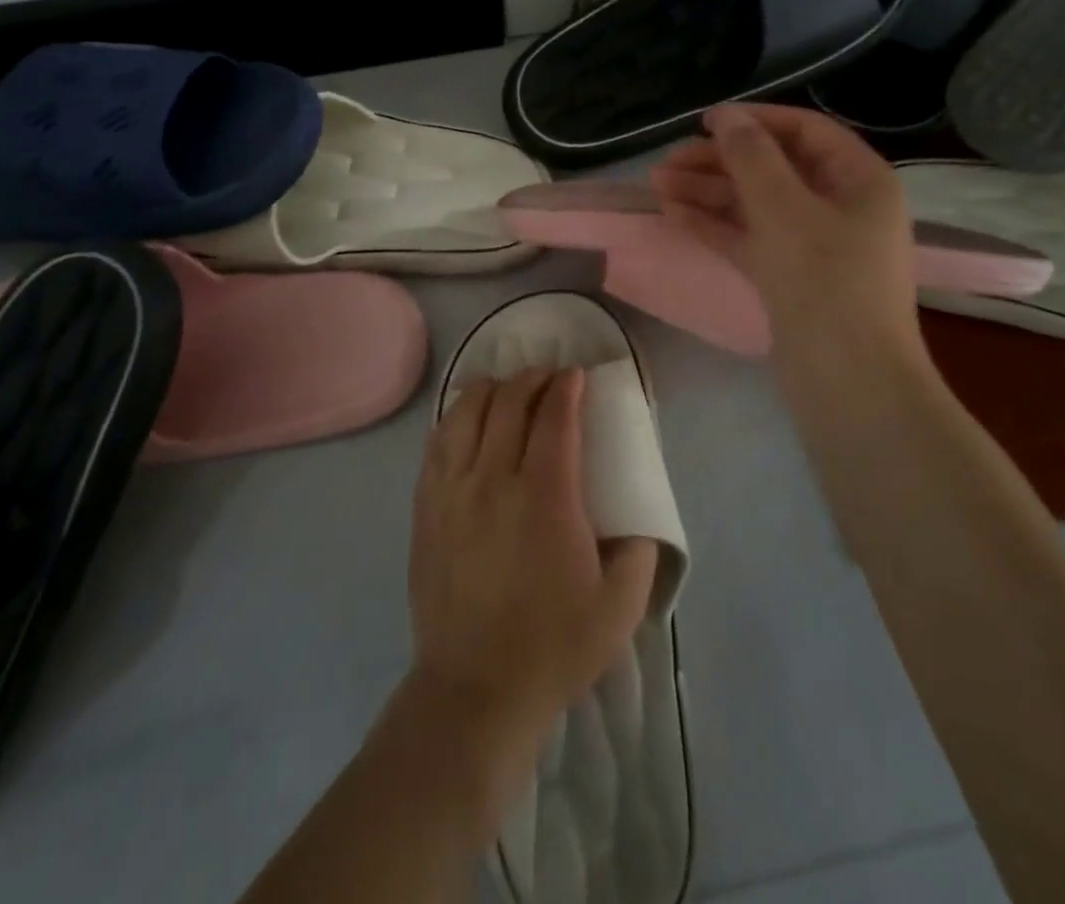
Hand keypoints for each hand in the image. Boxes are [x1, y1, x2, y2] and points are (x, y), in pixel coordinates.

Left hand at [410, 369, 658, 754]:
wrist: (475, 689)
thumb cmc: (553, 647)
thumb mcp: (619, 608)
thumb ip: (638, 553)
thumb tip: (637, 519)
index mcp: (546, 497)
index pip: (554, 419)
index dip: (566, 388)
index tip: (576, 376)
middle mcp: (494, 480)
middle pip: (509, 404)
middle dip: (532, 379)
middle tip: (548, 378)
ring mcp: (452, 490)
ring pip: (466, 413)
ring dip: (491, 389)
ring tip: (508, 389)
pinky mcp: (426, 507)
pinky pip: (437, 442)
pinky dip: (457, 418)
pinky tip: (467, 419)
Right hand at [650, 103, 931, 382]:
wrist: (847, 382)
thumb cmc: (824, 283)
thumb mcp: (785, 209)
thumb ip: (752, 157)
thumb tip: (726, 116)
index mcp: (859, 180)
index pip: (805, 131)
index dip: (755, 121)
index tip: (704, 122)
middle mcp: (840, 206)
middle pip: (774, 168)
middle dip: (719, 162)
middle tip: (667, 162)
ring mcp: (814, 245)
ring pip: (755, 205)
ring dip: (708, 193)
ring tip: (657, 186)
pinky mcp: (790, 277)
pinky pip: (750, 238)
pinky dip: (715, 226)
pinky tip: (674, 215)